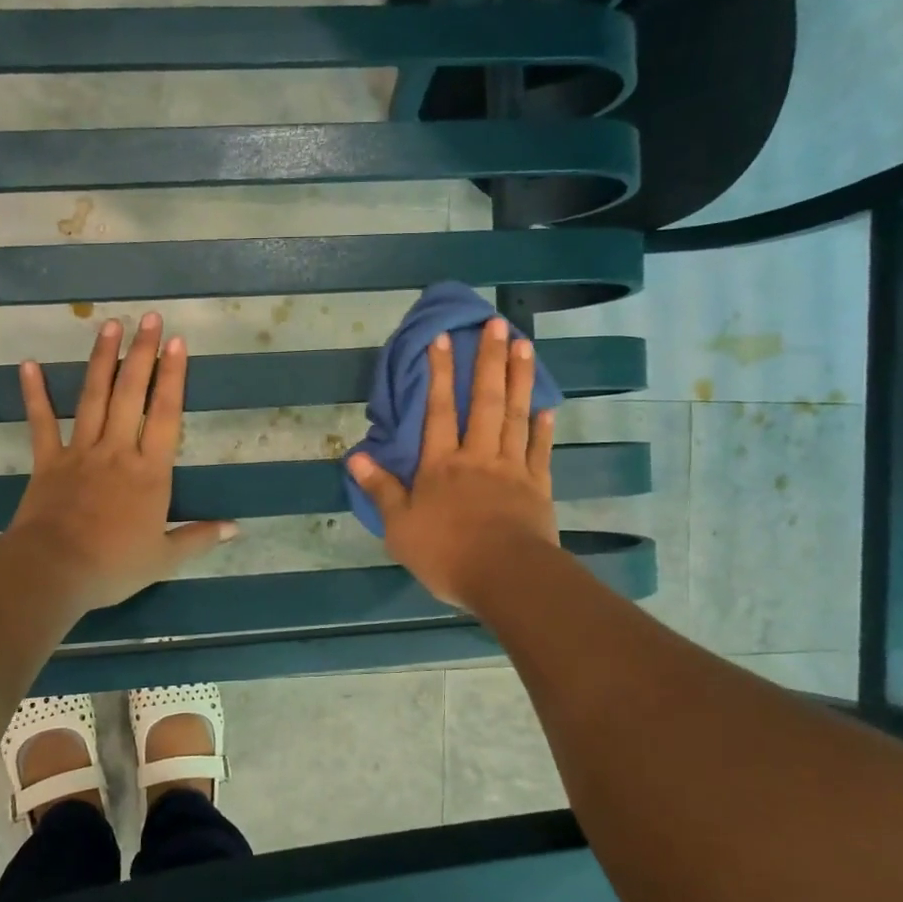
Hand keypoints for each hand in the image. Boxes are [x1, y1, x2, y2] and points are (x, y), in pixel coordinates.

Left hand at [7, 312, 234, 611]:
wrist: (54, 571)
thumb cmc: (114, 565)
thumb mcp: (165, 558)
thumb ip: (200, 538)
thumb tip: (236, 528)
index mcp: (150, 472)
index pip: (166, 414)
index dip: (173, 377)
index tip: (177, 342)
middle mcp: (118, 451)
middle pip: (131, 394)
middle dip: (142, 353)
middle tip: (149, 318)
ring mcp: (80, 452)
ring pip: (93, 397)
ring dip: (102, 360)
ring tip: (109, 325)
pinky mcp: (48, 461)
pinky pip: (41, 423)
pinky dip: (35, 394)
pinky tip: (29, 364)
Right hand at [346, 318, 557, 612]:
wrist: (506, 577)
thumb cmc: (446, 553)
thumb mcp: (399, 527)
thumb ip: (381, 489)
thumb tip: (356, 456)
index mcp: (441, 465)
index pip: (437, 410)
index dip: (439, 373)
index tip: (444, 338)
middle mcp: (477, 456)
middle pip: (483, 401)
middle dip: (488, 361)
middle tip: (496, 324)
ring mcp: (512, 468)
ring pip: (515, 415)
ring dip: (519, 378)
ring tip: (524, 345)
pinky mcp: (538, 487)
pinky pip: (540, 449)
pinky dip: (543, 426)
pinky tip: (547, 405)